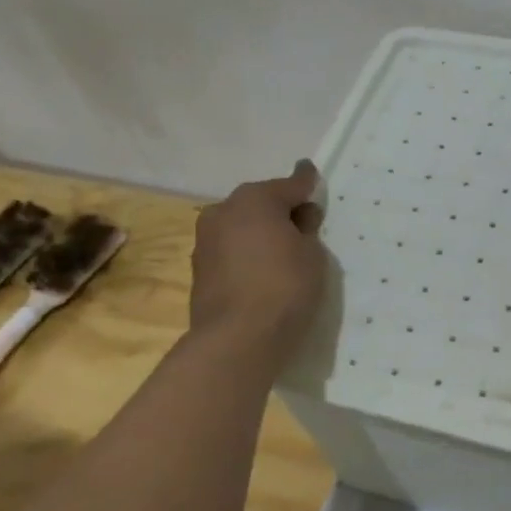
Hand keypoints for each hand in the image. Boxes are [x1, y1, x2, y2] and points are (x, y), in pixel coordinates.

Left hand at [187, 161, 326, 359]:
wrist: (237, 339)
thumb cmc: (285, 286)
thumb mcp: (312, 254)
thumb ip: (306, 228)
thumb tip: (298, 217)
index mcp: (255, 199)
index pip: (289, 184)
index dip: (305, 182)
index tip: (310, 172)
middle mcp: (224, 210)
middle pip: (259, 203)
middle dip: (279, 210)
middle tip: (302, 225)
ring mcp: (205, 240)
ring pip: (241, 226)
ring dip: (259, 232)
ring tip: (281, 252)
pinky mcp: (199, 268)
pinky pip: (231, 249)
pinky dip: (246, 253)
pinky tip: (261, 271)